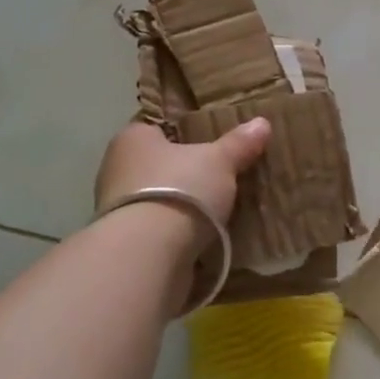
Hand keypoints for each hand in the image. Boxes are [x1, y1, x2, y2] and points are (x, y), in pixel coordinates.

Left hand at [93, 117, 272, 245]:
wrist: (147, 256)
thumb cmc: (179, 190)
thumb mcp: (219, 161)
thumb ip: (238, 144)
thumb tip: (261, 123)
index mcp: (132, 138)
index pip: (158, 127)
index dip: (184, 132)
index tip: (210, 141)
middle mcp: (117, 169)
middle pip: (158, 164)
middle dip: (184, 171)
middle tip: (220, 174)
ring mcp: (118, 210)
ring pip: (157, 199)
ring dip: (181, 206)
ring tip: (218, 208)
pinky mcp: (127, 244)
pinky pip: (158, 230)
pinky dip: (177, 233)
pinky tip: (204, 236)